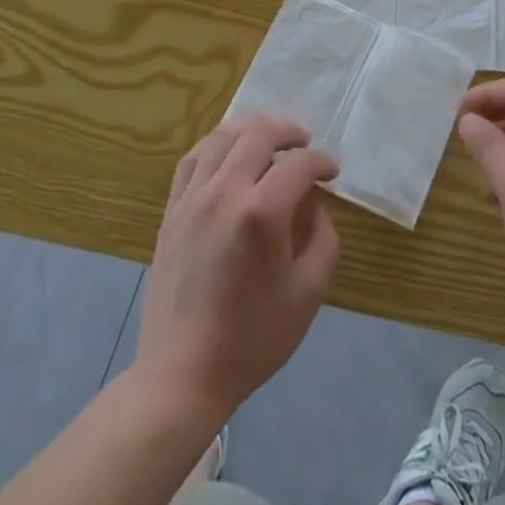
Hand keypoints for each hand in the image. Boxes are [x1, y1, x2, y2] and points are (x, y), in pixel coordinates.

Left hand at [135, 116, 340, 421]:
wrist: (182, 375)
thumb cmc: (252, 339)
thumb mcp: (308, 294)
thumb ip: (324, 240)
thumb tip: (317, 206)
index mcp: (261, 213)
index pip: (299, 164)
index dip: (322, 162)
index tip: (332, 174)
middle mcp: (224, 192)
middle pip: (259, 134)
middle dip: (289, 132)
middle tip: (305, 145)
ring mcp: (192, 199)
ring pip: (223, 136)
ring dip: (252, 130)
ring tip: (270, 140)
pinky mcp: (172, 211)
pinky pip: (193, 158)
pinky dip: (216, 144)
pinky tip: (229, 154)